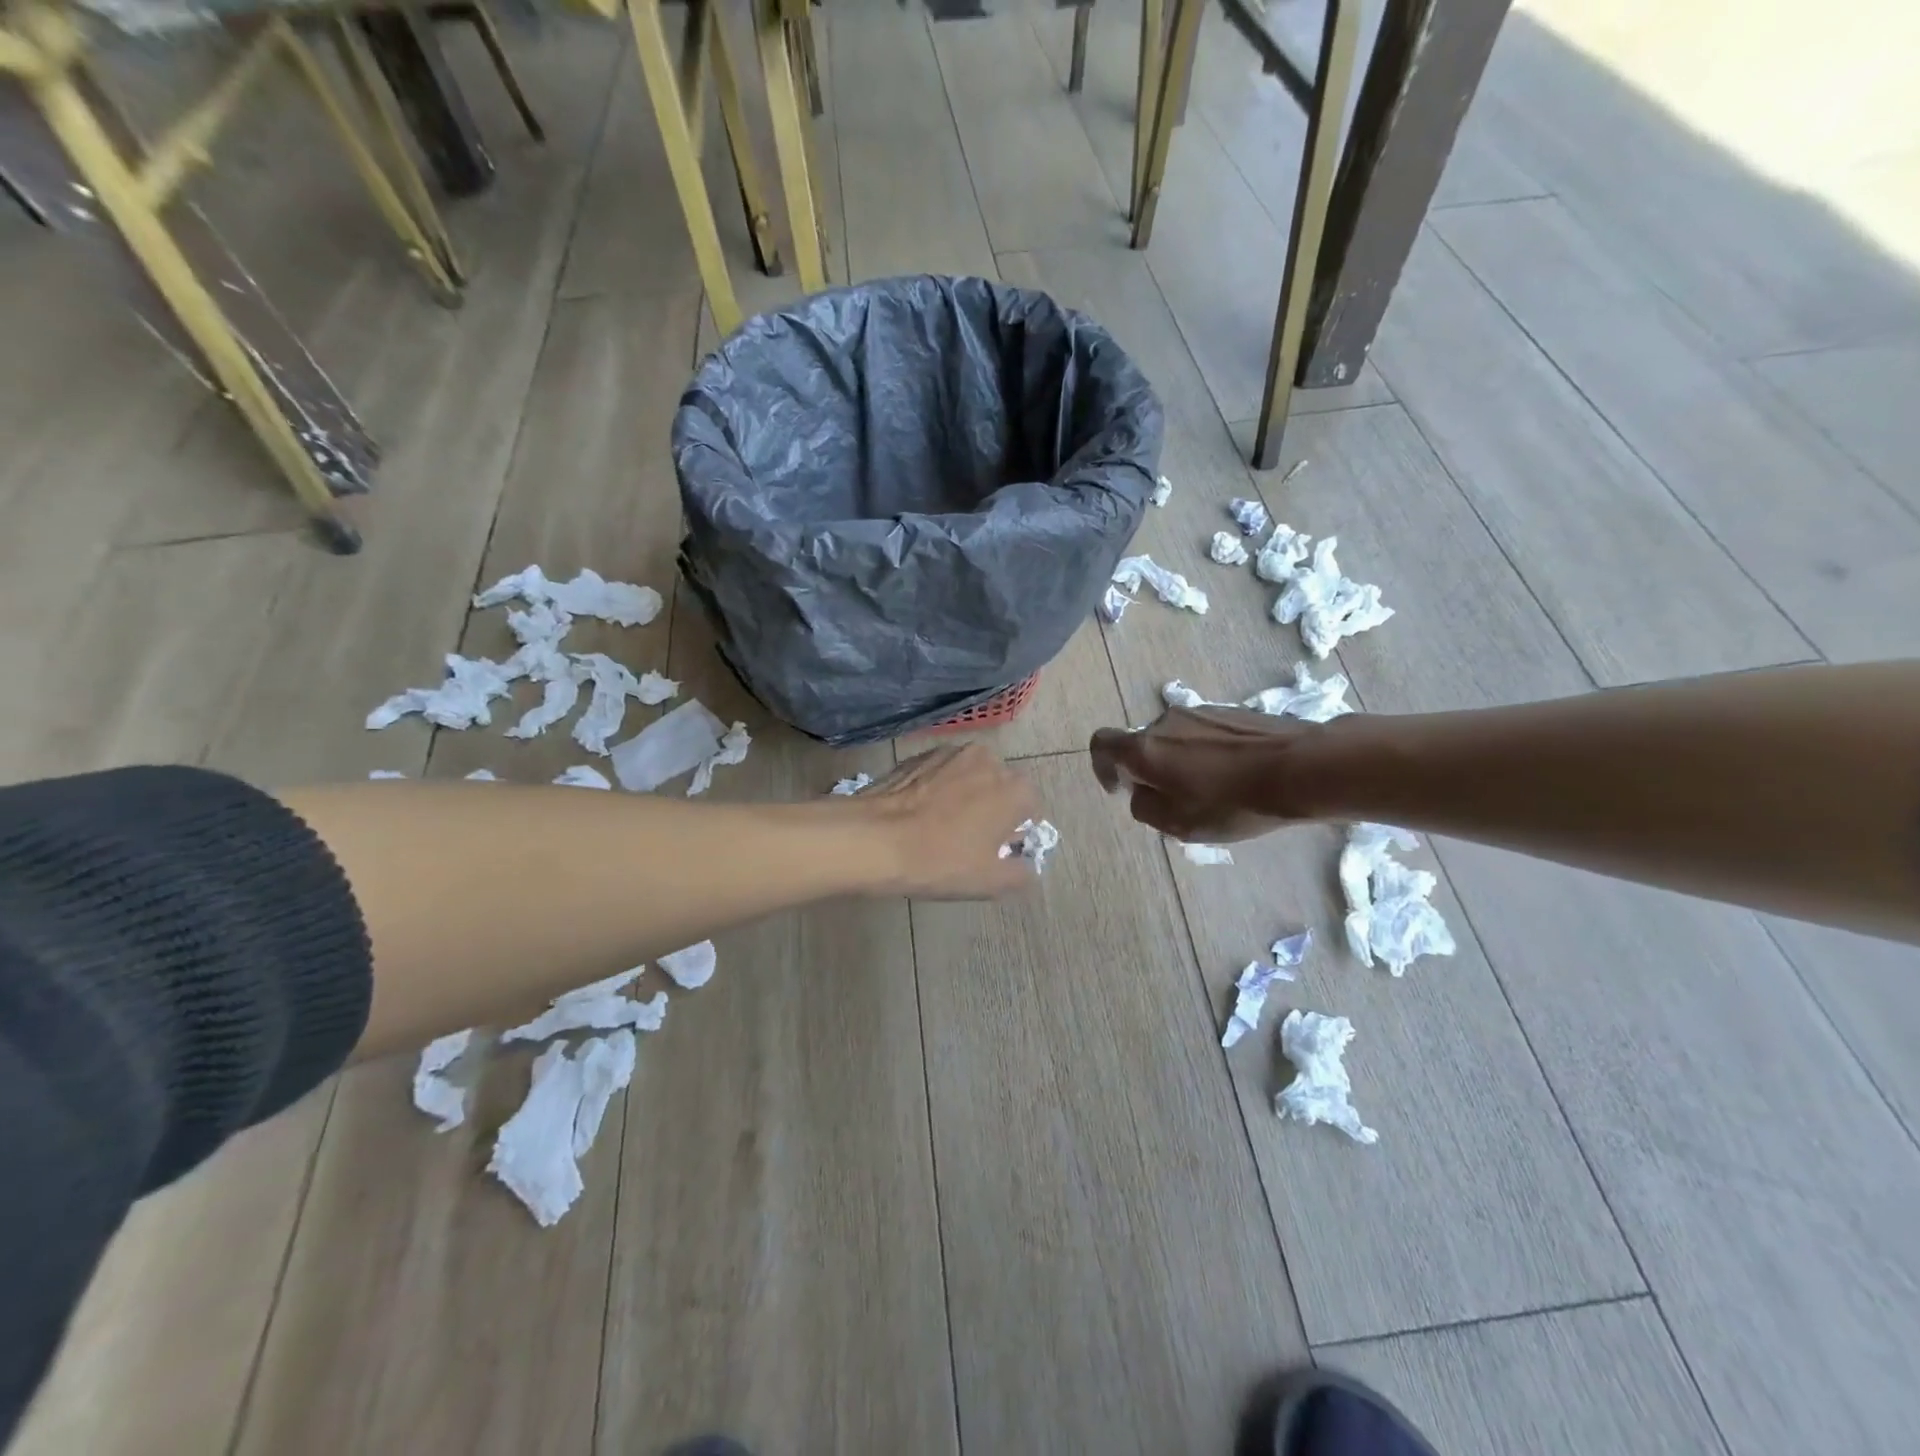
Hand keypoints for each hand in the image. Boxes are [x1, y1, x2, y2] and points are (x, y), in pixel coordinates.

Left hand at [857, 743, 1040, 898]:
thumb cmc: (941, 861)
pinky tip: (920, 813)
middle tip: (968, 841)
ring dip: (965, 796)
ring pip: (971, 778)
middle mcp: (991, 760)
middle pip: (1001, 789)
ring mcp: (953, 751)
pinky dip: (938, 788)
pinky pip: (942, 773)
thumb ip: (1022, 873)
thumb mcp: (991, 882)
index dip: (1016, 834)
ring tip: (940, 826)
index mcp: (1016, 789)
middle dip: (992, 810)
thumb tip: (1026, 864)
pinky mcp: (921, 754)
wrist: (875, 838)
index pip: (1031, 811)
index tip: (996, 853)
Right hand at [1089, 706, 1310, 842]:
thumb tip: (1141, 792)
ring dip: (1181, 762)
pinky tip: (1235, 776)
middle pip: (1143, 744)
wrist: (1301, 769)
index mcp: (1145, 748)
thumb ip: (1145, 808)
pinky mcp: (1231, 712)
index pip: (1102, 744)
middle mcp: (1166, 721)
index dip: (1102, 767)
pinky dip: (1207, 754)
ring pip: (1175, 739)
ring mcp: (1200, 712)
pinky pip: (1204, 734)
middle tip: (1175, 802)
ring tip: (1211, 791)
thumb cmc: (1232, 803)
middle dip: (1150, 771)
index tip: (1120, 789)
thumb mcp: (1180, 824)